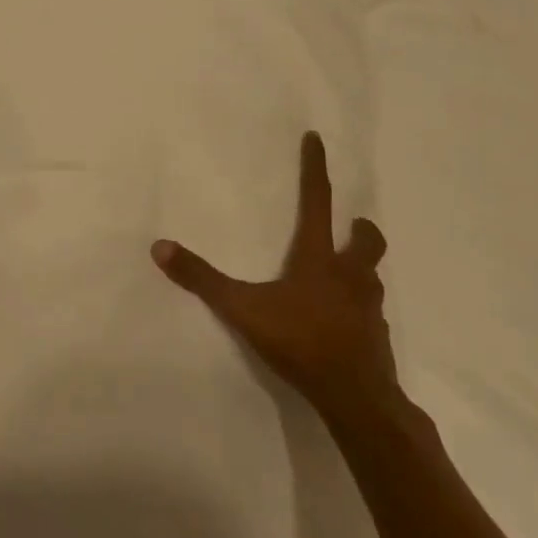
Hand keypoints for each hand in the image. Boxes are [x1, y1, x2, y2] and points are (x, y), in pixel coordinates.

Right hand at [152, 131, 395, 419]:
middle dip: (360, 228)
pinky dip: (360, 310)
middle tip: (351, 226)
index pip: (318, 201)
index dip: (316, 168)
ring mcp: (370, 309)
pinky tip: (344, 323)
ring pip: (372, 277)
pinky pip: (372, 314)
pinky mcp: (378, 339)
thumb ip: (202, 280)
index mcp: (320, 258)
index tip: (318, 139)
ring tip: (345, 275)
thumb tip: (159, 247)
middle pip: (367, 240)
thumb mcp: (243, 308)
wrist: (356, 398)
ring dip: (361, 268)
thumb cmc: (300, 341)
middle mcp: (350, 276)